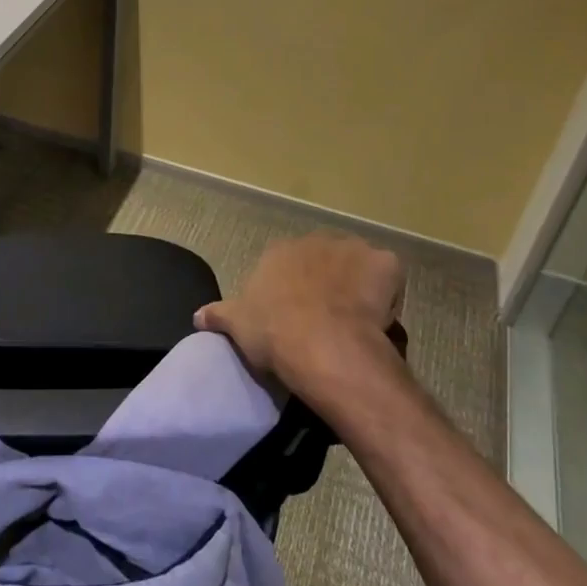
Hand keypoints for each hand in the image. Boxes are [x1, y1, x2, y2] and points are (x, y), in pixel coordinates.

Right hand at [194, 233, 404, 398]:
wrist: (322, 345)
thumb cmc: (274, 332)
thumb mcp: (236, 325)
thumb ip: (217, 315)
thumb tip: (197, 315)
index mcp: (279, 252)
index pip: (288, 264)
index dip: (294, 289)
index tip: (298, 315)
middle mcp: (315, 240)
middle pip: (324, 259)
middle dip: (327, 281)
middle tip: (328, 318)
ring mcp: (353, 248)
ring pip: (358, 265)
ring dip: (358, 284)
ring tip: (357, 320)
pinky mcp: (384, 262)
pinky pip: (389, 276)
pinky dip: (388, 293)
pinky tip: (380, 318)